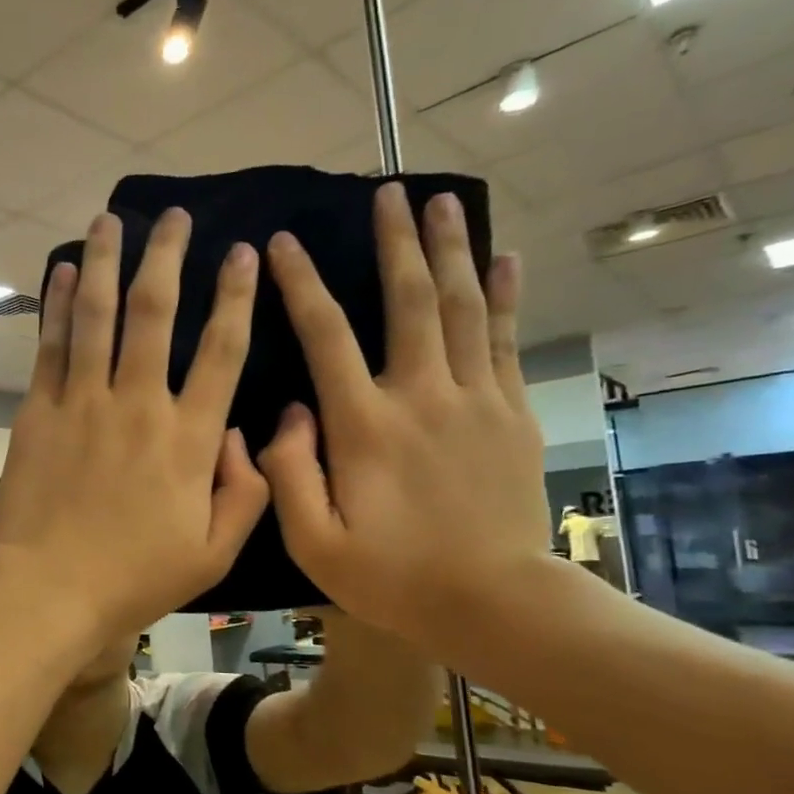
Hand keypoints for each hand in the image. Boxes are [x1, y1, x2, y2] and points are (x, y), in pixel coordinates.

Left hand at [0, 208, 268, 639]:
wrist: (47, 590)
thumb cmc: (133, 578)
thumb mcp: (213, 553)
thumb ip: (246, 492)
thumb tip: (242, 434)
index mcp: (189, 438)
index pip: (223, 350)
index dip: (238, 297)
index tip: (243, 253)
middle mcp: (138, 404)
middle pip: (156, 313)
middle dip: (169, 256)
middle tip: (177, 216)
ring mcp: (82, 402)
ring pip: (97, 315)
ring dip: (105, 261)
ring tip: (111, 218)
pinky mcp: (38, 411)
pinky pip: (50, 346)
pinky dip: (55, 304)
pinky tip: (61, 271)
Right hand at [256, 183, 547, 654]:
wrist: (493, 603)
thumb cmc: (391, 576)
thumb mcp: (313, 542)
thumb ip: (288, 474)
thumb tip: (286, 412)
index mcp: (364, 426)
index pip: (326, 336)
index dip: (301, 284)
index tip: (283, 243)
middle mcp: (421, 396)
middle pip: (409, 301)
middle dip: (396, 242)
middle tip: (388, 190)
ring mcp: (474, 401)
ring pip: (461, 308)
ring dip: (450, 250)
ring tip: (441, 201)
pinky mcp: (510, 415)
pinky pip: (504, 341)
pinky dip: (504, 295)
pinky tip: (505, 258)